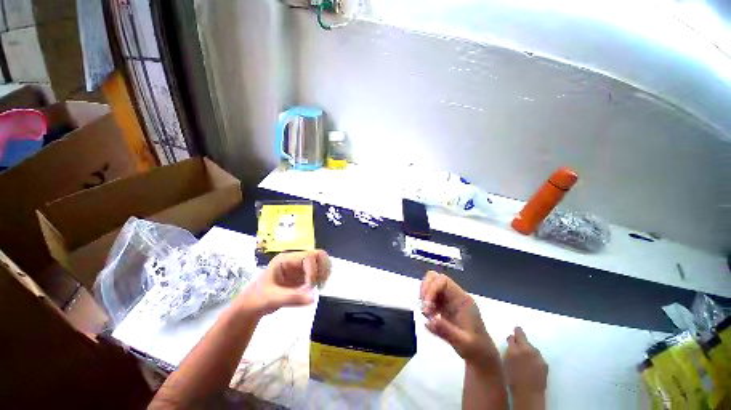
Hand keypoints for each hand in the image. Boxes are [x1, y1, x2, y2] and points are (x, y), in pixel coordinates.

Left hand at [235, 250, 330, 316]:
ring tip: (319, 286)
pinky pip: (319, 270)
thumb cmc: (258, 299)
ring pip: (321, 260)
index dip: (313, 270)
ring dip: (325, 272)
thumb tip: (313, 298)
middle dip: (323, 268)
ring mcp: (301, 266)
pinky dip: (323, 277)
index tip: (310, 287)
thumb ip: (292, 297)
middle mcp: (296, 259)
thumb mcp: (273, 298)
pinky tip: (318, 287)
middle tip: (319, 284)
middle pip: (318, 254)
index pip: (308, 257)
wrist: (252, 306)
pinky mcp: (304, 274)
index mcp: (286, 259)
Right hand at [420, 271, 497, 367]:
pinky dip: (424, 304)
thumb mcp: (463, 343)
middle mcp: (453, 295)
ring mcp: (447, 299)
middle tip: (424, 308)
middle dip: (425, 290)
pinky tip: (428, 317)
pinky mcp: (442, 305)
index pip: (443, 281)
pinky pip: (429, 296)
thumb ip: (447, 331)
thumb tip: (429, 320)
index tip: (426, 306)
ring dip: (423, 297)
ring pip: (429, 285)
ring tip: (426, 314)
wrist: (481, 355)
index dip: (431, 288)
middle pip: (434, 278)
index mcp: (462, 299)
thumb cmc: (476, 348)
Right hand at [503, 327, 547, 398]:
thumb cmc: (512, 379)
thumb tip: (511, 343)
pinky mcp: (544, 363)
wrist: (528, 394)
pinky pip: (537, 356)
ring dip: (528, 350)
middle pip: (522, 336)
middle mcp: (526, 349)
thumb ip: (508, 350)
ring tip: (525, 359)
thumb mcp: (505, 362)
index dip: (512, 338)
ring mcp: (537, 356)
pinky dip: (534, 358)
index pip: (512, 336)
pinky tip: (532, 366)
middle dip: (520, 338)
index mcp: (513, 349)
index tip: (511, 339)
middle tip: (518, 345)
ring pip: (531, 347)